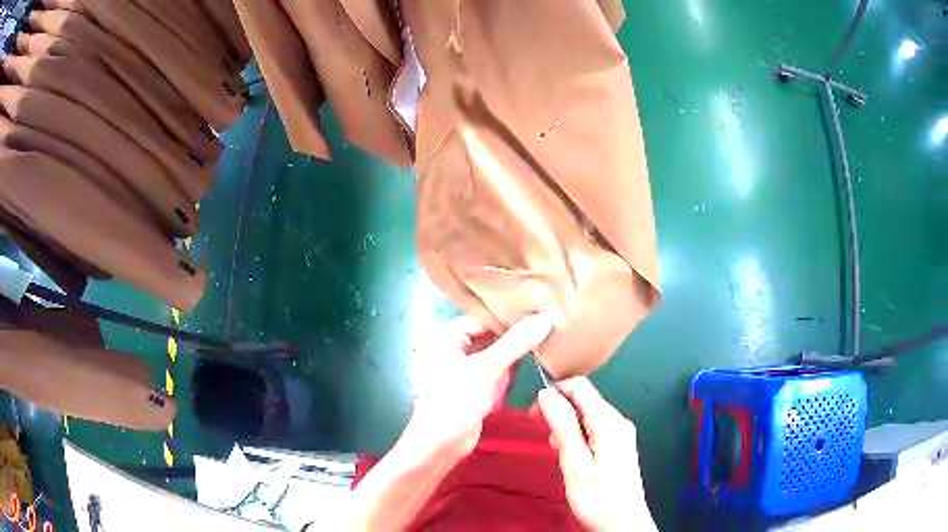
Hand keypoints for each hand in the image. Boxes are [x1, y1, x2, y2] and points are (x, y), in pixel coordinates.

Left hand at [406, 313, 554, 459]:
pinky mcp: (474, 385)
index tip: (541, 308)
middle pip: (490, 333)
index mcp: (446, 336)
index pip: (483, 316)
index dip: (510, 314)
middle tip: (550, 321)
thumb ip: (515, 343)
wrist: (440, 446)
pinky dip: (512, 367)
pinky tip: (535, 359)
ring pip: (496, 351)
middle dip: (516, 332)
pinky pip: (497, 369)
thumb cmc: (454, 403)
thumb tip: (546, 318)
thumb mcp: (486, 370)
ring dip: (516, 349)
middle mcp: (453, 347)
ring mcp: (464, 367)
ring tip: (548, 334)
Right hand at [538, 377, 655, 531]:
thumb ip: (563, 427)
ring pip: (587, 415)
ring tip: (558, 452)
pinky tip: (572, 457)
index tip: (534, 415)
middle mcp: (618, 421)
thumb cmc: (598, 498)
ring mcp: (621, 433)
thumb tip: (546, 394)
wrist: (623, 524)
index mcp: (609, 422)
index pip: (580, 387)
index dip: (554, 393)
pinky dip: (577, 436)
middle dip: (560, 412)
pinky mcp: (619, 445)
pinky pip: (594, 429)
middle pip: (584, 400)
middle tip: (546, 440)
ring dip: (567, 427)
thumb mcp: (575, 464)